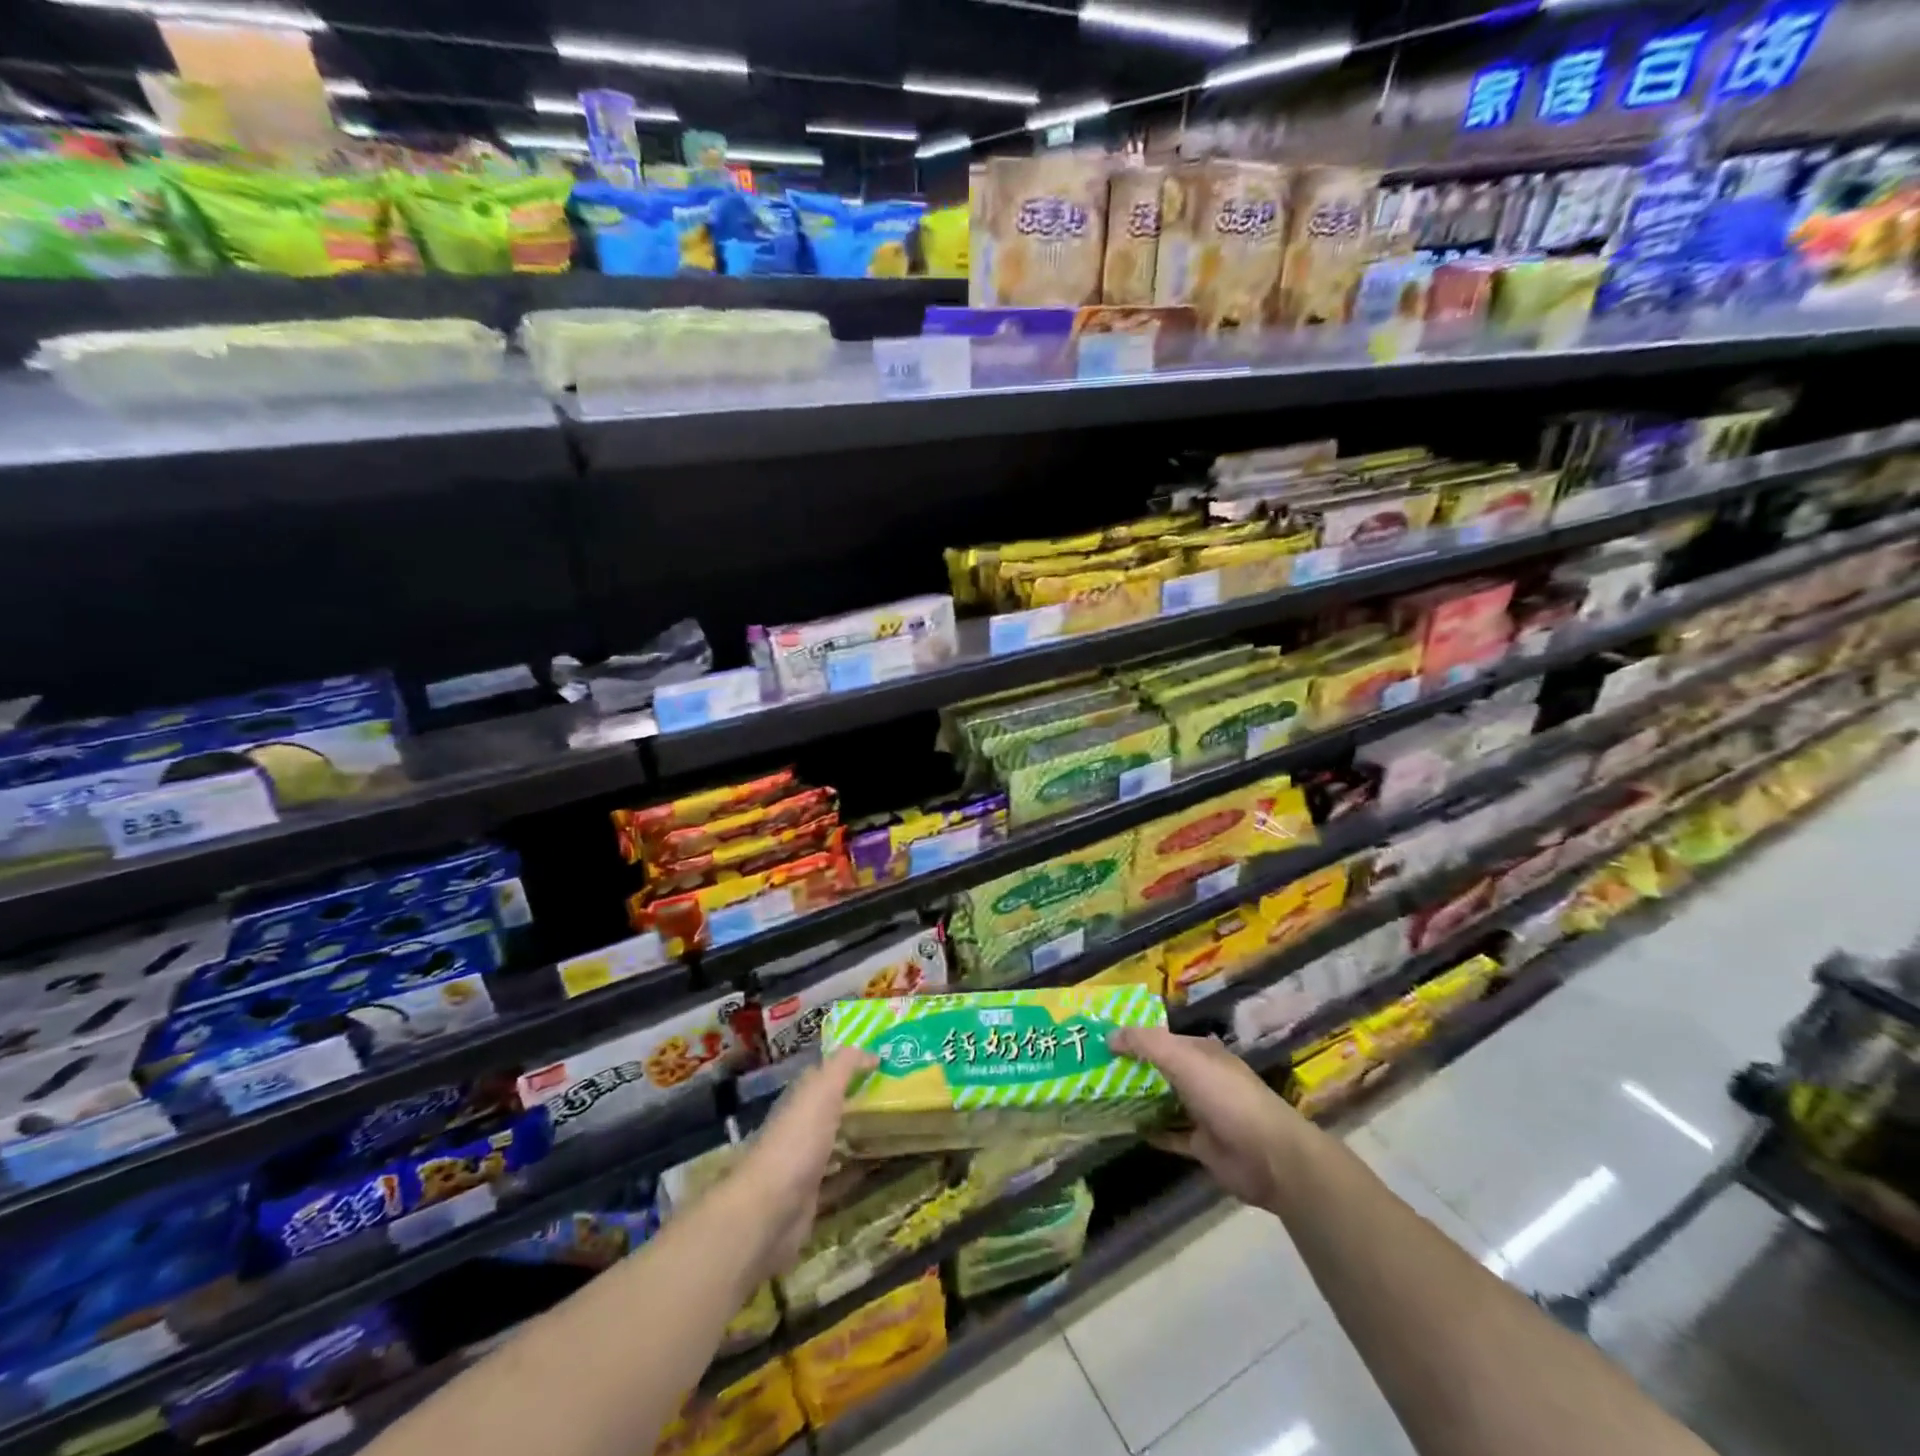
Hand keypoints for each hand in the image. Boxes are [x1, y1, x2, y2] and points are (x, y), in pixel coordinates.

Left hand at [728, 1048, 873, 1278]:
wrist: (770, 1210)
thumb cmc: (797, 1141)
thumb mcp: (823, 1091)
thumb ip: (845, 1066)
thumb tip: (872, 1051)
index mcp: (799, 1099)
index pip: (823, 1074)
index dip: (848, 1065)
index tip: (881, 1060)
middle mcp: (799, 1127)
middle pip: (830, 1108)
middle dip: (856, 1099)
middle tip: (894, 1093)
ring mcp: (803, 1163)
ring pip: (835, 1141)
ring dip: (857, 1134)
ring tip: (894, 1127)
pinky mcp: (811, 1196)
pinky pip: (839, 1178)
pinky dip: (856, 1171)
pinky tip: (879, 1168)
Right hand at [1110, 1025, 1306, 1211]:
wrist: (1269, 1157)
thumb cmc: (1226, 1097)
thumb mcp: (1183, 1059)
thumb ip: (1146, 1043)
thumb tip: (1109, 1036)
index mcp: (1202, 1053)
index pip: (1163, 1038)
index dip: (1134, 1038)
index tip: (1102, 1041)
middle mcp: (1203, 1078)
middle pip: (1162, 1069)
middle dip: (1133, 1068)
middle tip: (1094, 1069)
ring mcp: (1204, 1112)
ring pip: (1164, 1101)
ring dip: (1139, 1099)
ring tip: (1101, 1097)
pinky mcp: (1203, 1145)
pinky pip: (1171, 1134)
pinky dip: (1152, 1131)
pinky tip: (1126, 1129)